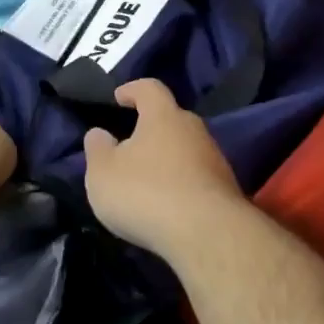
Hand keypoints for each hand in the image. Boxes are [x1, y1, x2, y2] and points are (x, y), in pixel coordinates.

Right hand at [82, 79, 245, 257]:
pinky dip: (180, 183)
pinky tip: (167, 204)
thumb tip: (99, 133)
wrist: (207, 234)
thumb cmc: (146, 193)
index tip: (118, 97)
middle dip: (151, 128)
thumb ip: (97, 150)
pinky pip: (197, 176)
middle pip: (171, 119)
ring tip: (146, 180)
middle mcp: (193, 130)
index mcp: (163, 116)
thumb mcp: (103, 173)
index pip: (149, 88)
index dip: (132, 90)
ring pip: (186, 149)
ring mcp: (214, 159)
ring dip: (167, 158)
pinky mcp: (226, 189)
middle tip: (130, 145)